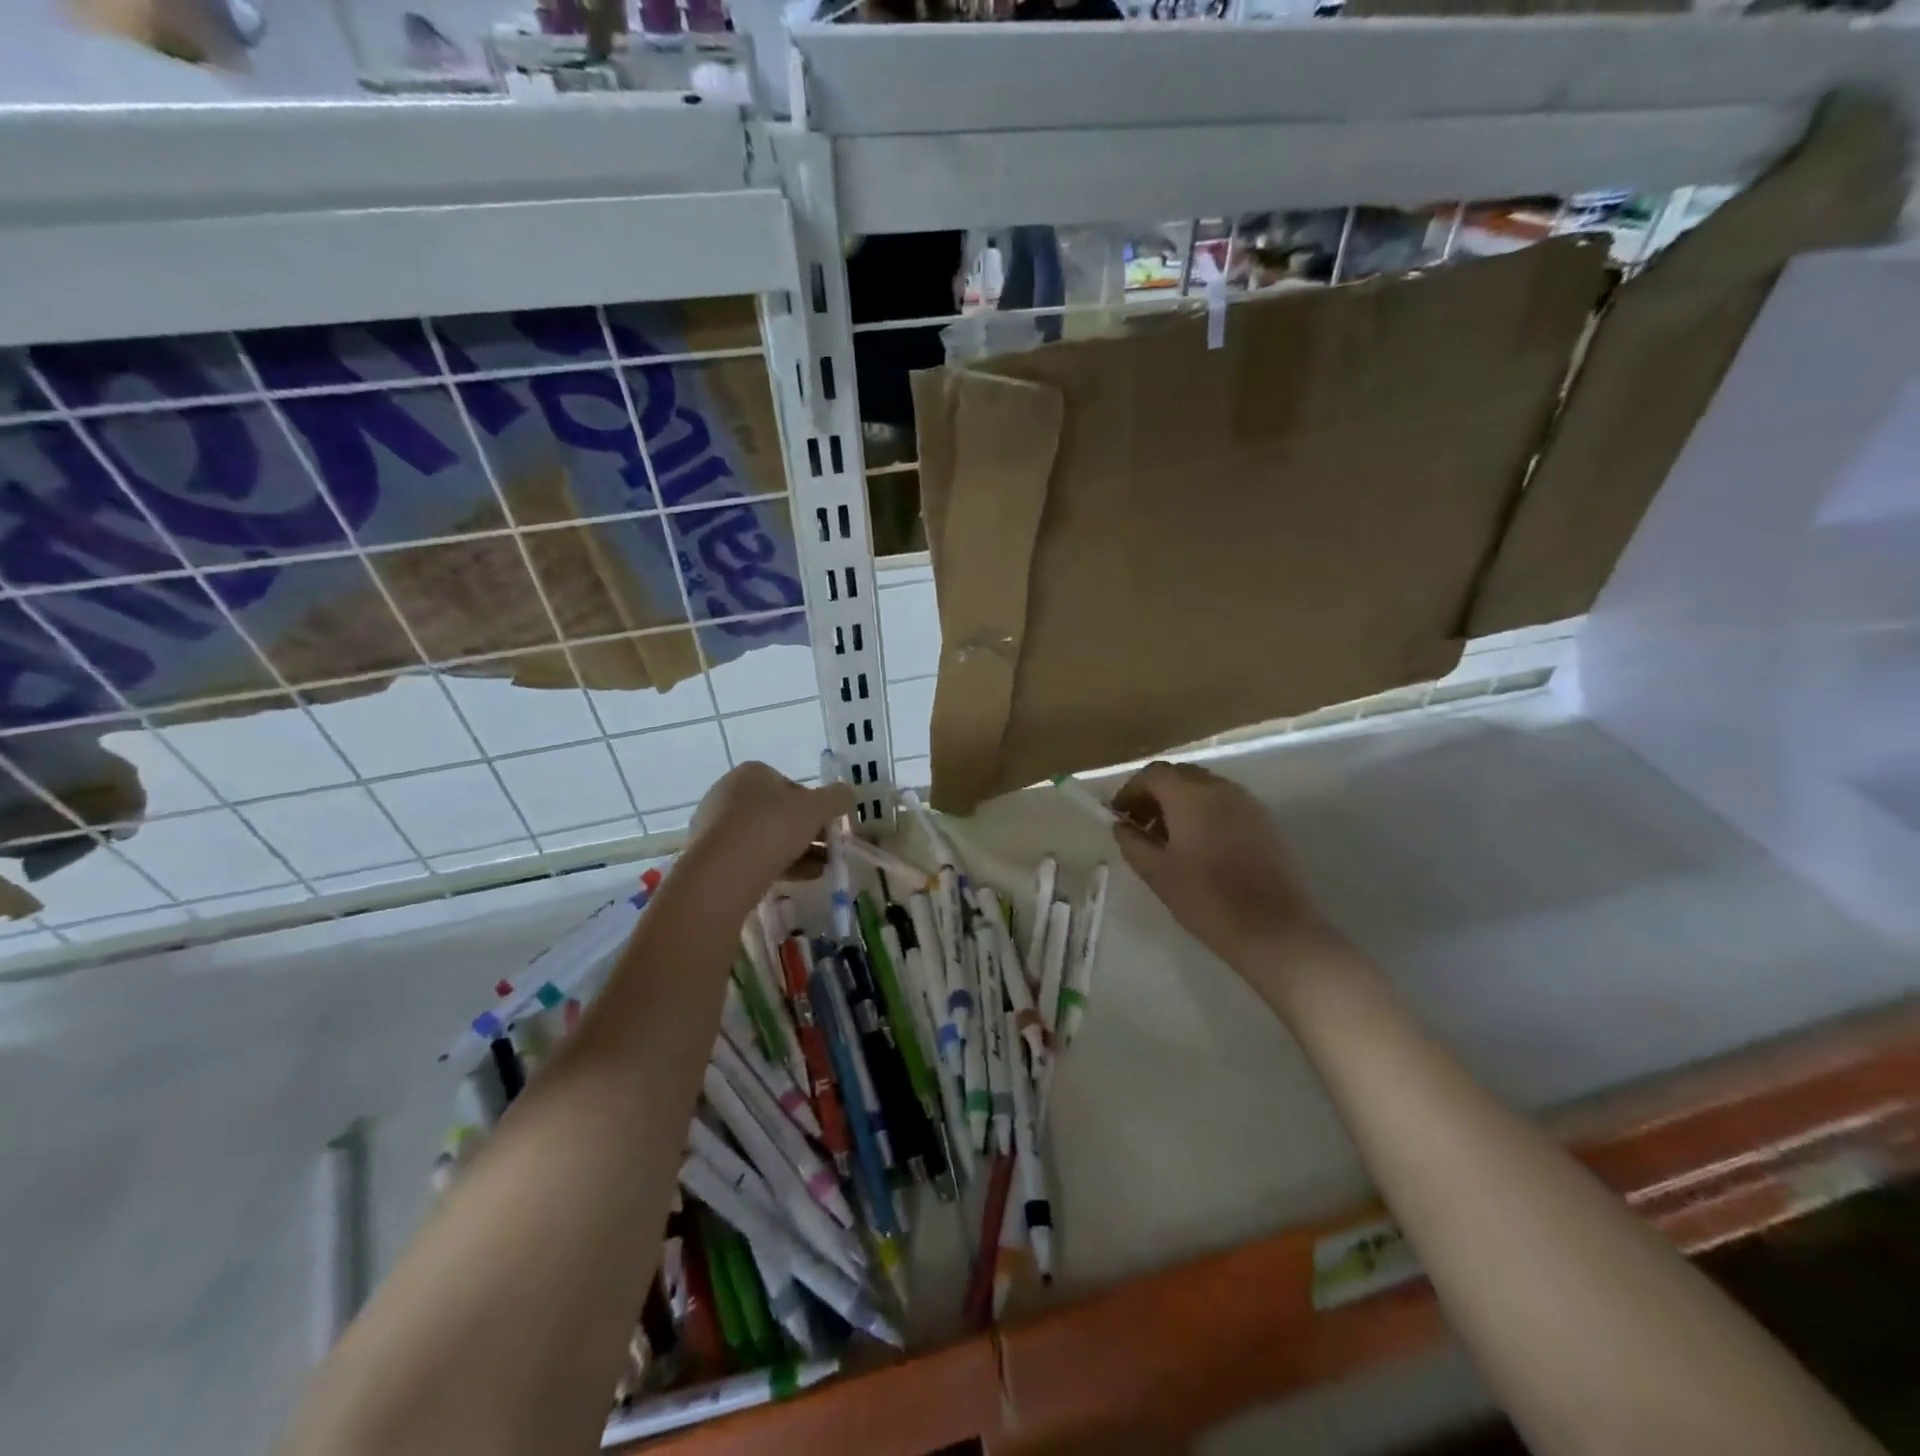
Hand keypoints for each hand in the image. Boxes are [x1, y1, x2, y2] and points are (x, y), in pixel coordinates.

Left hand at [686, 762, 855, 893]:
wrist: (723, 871)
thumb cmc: (772, 827)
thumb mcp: (817, 808)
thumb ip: (837, 798)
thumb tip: (847, 794)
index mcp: (752, 773)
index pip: (791, 785)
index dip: (814, 805)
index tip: (828, 825)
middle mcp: (729, 793)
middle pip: (778, 812)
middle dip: (806, 831)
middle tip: (827, 849)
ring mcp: (716, 825)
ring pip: (765, 836)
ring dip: (796, 850)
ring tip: (820, 869)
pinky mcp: (710, 855)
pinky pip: (750, 856)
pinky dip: (775, 864)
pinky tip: (798, 879)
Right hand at [1112, 761, 1343, 977]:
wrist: (1274, 930)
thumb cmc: (1207, 900)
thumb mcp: (1157, 873)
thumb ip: (1132, 842)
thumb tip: (1121, 825)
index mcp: (1190, 795)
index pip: (1153, 774)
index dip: (1131, 790)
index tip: (1118, 815)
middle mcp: (1220, 788)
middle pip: (1179, 774)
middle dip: (1155, 793)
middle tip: (1140, 824)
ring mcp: (1246, 802)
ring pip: (1203, 787)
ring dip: (1180, 802)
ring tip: (1167, 837)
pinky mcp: (1263, 820)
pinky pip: (1224, 802)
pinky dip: (1203, 811)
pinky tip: (1198, 844)